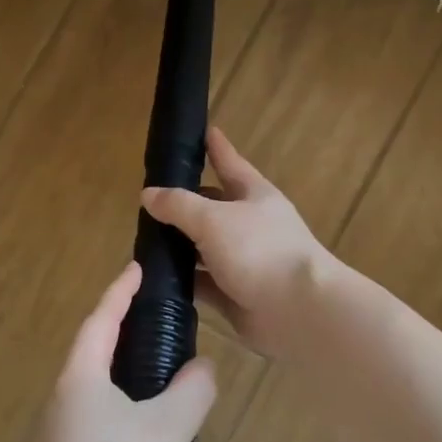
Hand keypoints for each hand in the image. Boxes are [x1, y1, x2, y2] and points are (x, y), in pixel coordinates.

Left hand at [32, 262, 216, 441]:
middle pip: (89, 353)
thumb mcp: (169, 429)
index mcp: (79, 378)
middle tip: (149, 319)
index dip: (119, 292)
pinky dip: (113, 408)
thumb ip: (193, 390)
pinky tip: (137, 429)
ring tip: (151, 373)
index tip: (136, 270)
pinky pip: (88, 420)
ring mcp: (52, 435)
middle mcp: (58, 400)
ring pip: (88, 390)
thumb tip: (204, 368)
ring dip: (116, 374)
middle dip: (117, 332)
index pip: (100, 320)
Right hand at [141, 128, 333, 358]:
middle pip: (213, 209)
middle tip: (149, 201)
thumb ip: (179, 206)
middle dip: (185, 205)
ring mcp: (245, 263)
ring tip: (143, 242)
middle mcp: (251, 226)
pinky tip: (157, 281)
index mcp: (254, 196)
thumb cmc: (260, 251)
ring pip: (205, 249)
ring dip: (179, 248)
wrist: (299, 311)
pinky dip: (184, 282)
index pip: (230, 163)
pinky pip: (204, 284)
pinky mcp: (237, 296)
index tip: (204, 130)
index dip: (217, 147)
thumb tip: (149, 194)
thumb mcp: (213, 219)